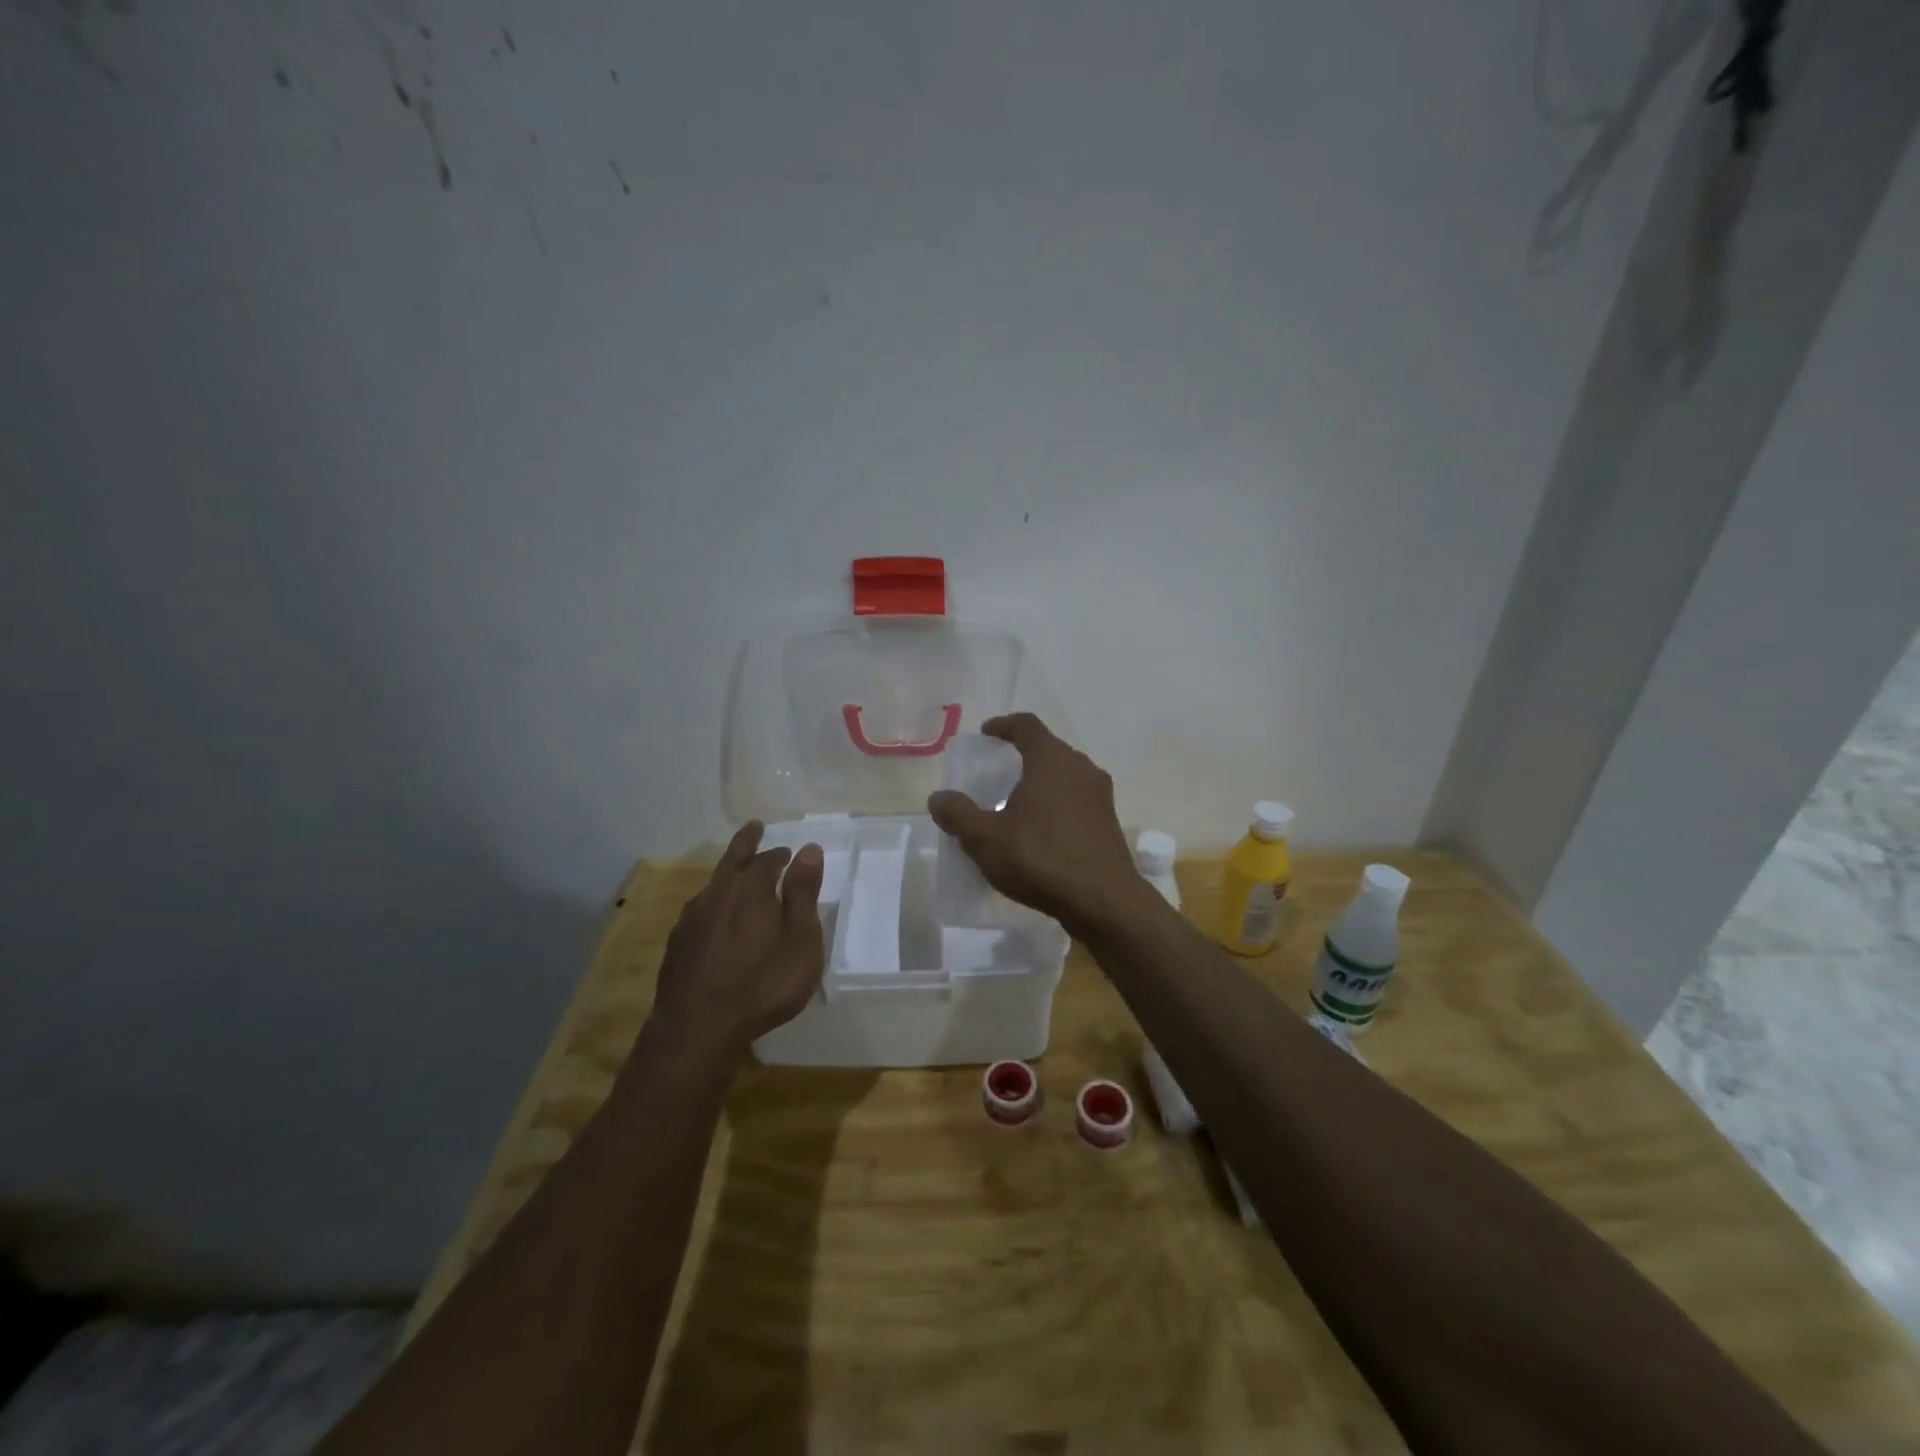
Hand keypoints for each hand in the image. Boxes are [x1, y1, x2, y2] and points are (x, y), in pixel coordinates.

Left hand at [650, 823, 825, 1055]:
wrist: (697, 1028)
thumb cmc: (763, 983)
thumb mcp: (801, 939)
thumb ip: (803, 893)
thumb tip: (808, 849)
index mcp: (751, 889)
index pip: (769, 860)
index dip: (781, 855)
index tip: (790, 854)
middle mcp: (718, 894)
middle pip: (732, 859)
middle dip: (746, 842)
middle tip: (754, 827)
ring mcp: (692, 919)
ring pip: (712, 885)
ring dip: (727, 874)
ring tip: (735, 874)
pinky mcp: (677, 945)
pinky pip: (699, 911)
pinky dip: (712, 904)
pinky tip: (714, 919)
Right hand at [926, 712, 1140, 930]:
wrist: (1103, 901)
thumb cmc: (1041, 859)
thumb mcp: (986, 839)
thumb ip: (959, 814)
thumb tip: (938, 797)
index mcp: (1051, 760)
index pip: (1026, 726)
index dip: (1004, 725)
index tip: (986, 733)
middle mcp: (1081, 769)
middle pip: (1048, 749)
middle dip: (1022, 755)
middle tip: (997, 772)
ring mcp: (1100, 796)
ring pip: (1065, 776)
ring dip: (1041, 782)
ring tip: (1017, 802)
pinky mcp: (1108, 822)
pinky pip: (1077, 800)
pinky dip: (1056, 804)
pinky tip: (1041, 830)